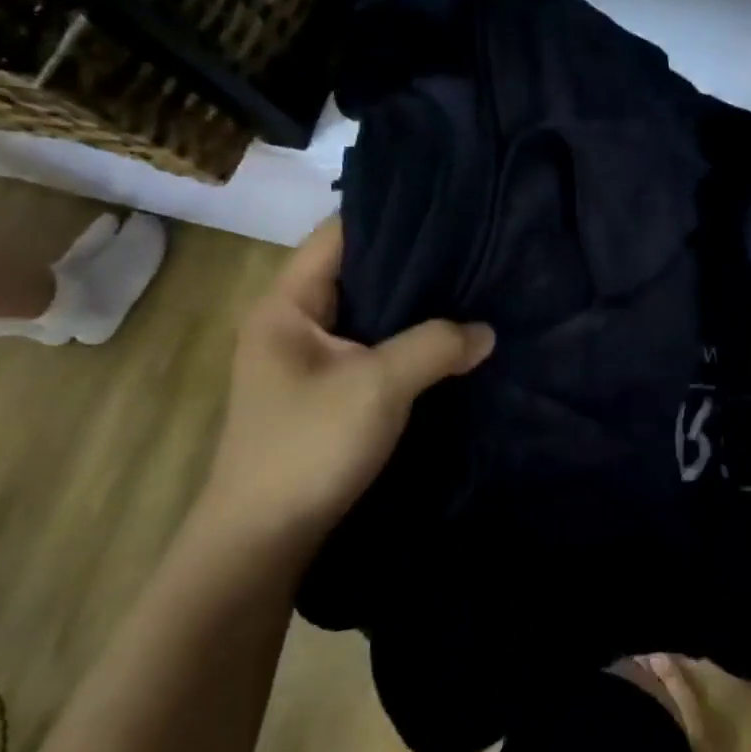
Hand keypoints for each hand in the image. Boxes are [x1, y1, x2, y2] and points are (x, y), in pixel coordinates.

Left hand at [201, 218, 493, 552]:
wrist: (263, 542)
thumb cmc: (308, 447)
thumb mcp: (378, 386)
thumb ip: (436, 346)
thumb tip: (487, 331)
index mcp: (286, 305)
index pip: (338, 235)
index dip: (390, 217)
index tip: (447, 210)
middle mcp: (293, 323)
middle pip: (357, 272)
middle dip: (413, 262)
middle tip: (472, 247)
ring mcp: (309, 360)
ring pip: (369, 313)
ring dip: (413, 306)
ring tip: (470, 286)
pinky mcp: (327, 391)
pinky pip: (373, 347)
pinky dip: (407, 340)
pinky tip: (449, 337)